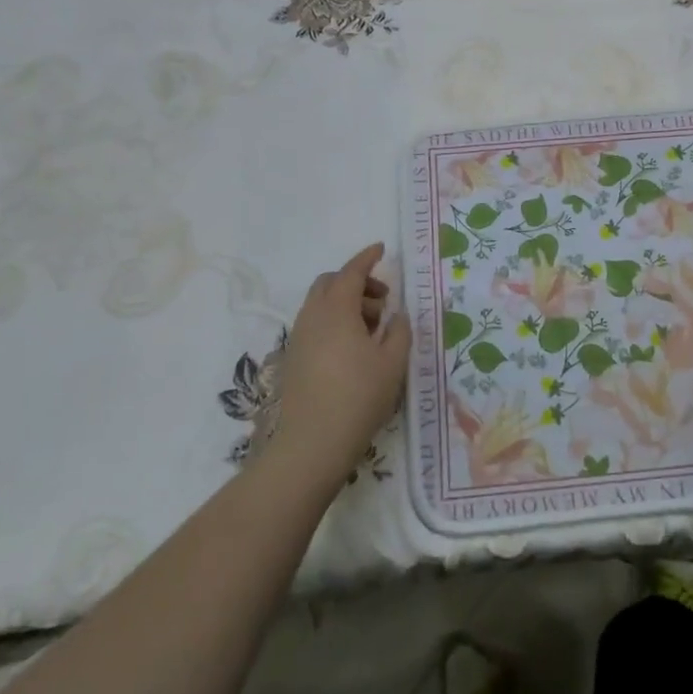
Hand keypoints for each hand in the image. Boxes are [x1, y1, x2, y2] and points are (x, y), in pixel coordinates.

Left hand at [272, 244, 410, 483]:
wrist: (312, 444)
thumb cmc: (358, 397)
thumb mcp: (392, 363)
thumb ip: (398, 331)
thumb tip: (395, 316)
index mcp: (336, 310)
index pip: (350, 272)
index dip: (366, 258)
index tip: (381, 249)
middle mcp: (312, 317)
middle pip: (330, 283)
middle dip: (356, 282)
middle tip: (382, 301)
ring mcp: (299, 338)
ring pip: (320, 304)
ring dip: (346, 304)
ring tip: (373, 330)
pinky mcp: (294, 358)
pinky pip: (315, 324)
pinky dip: (335, 322)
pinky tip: (354, 349)